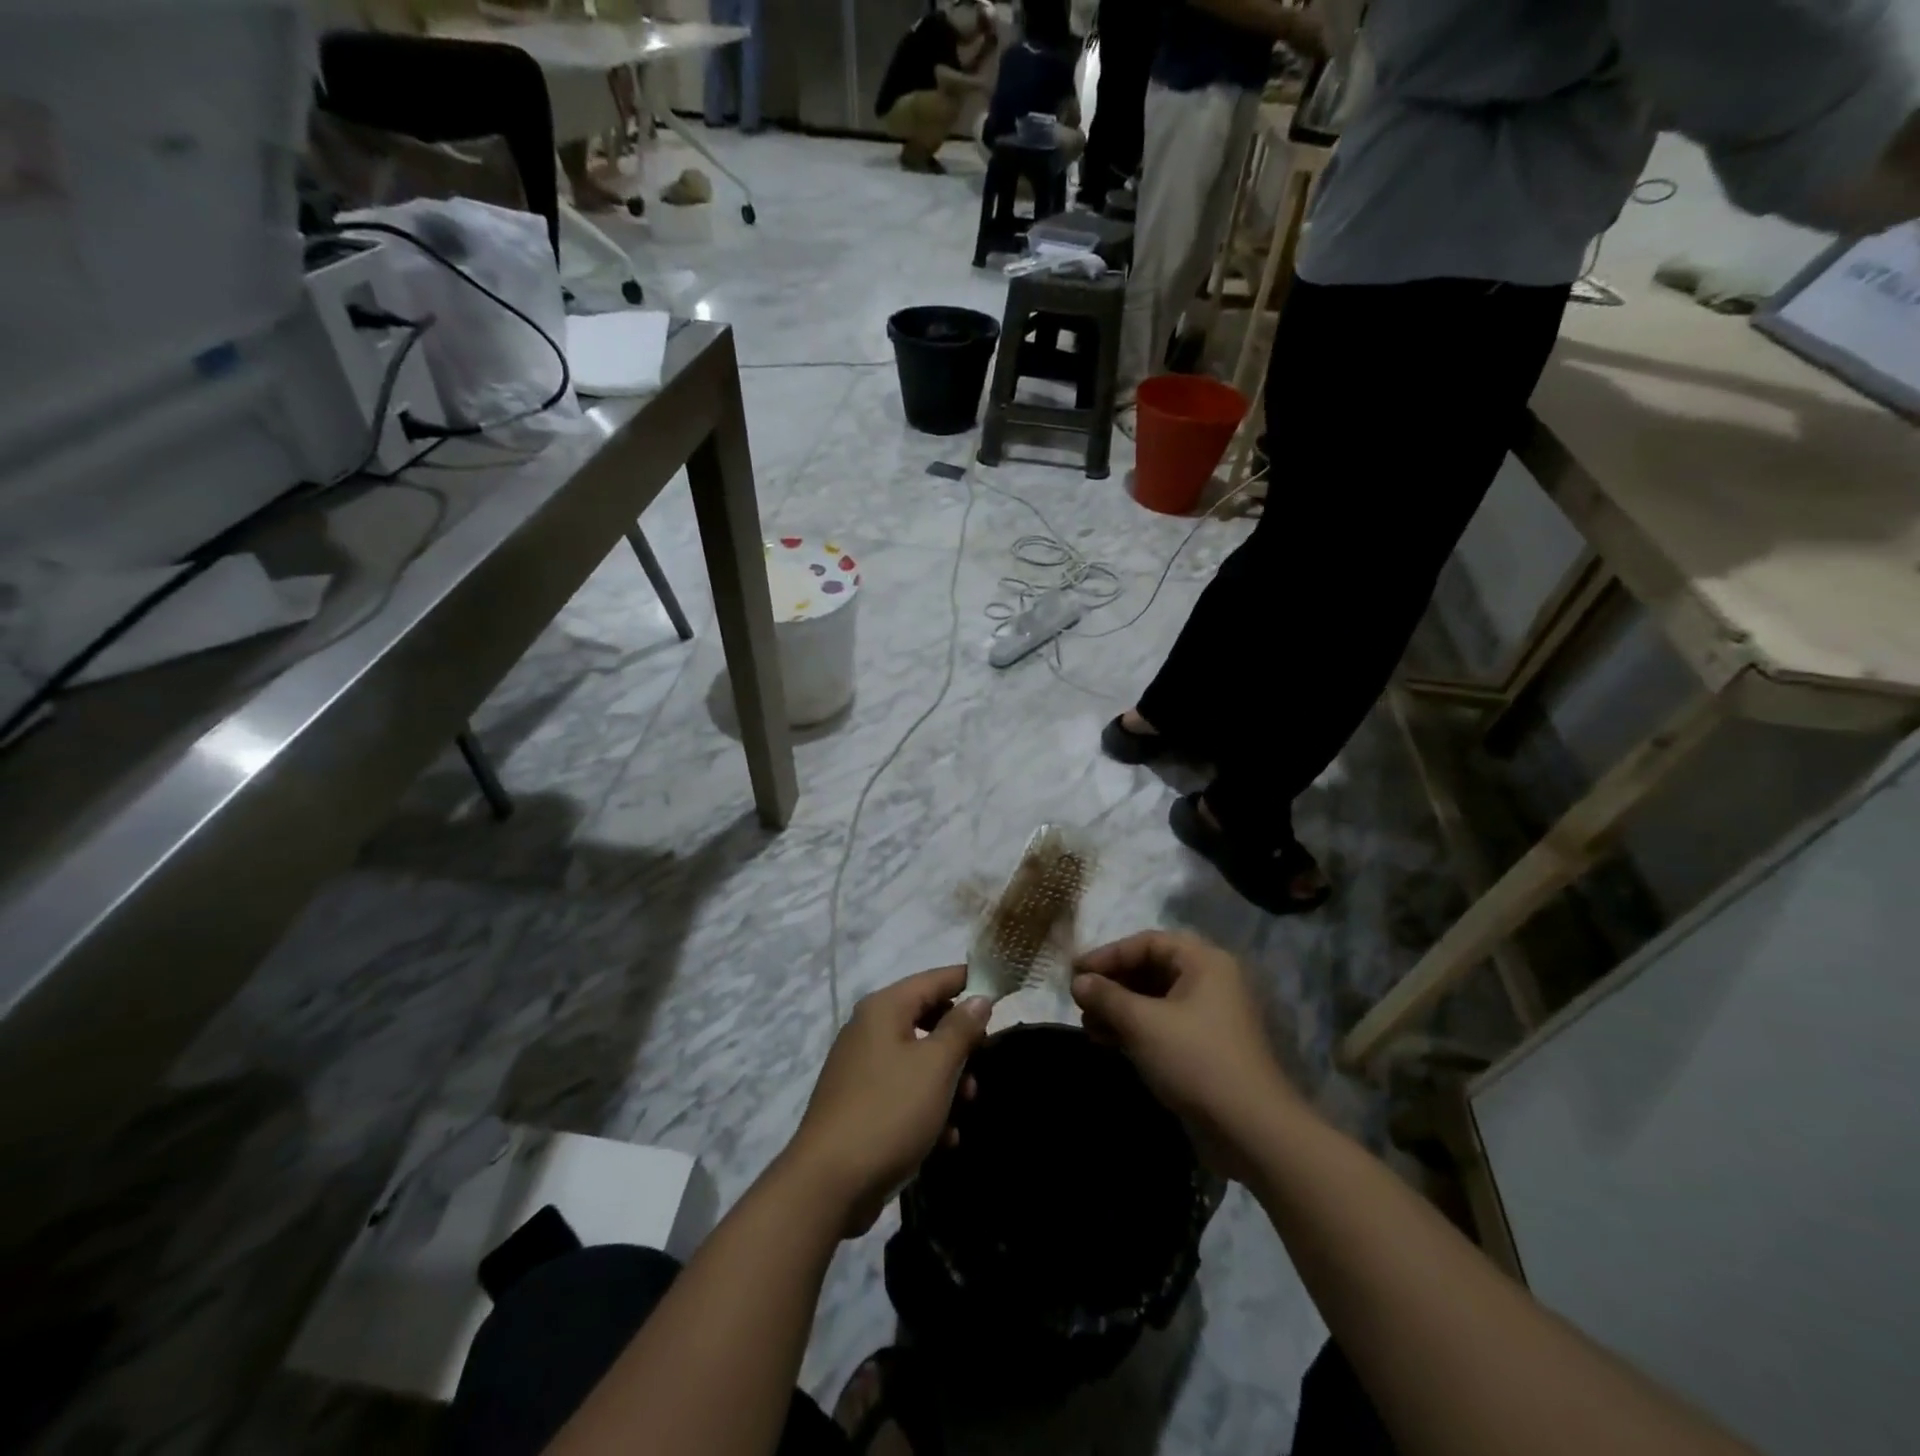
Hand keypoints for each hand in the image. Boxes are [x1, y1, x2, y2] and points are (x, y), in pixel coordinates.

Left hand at [786, 966, 991, 1235]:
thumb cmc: (889, 1111)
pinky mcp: (859, 1104)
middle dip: (959, 1044)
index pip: (933, 979)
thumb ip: (961, 1028)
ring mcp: (861, 1068)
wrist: (829, 1184)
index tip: (999, 991)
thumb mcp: (936, 1066)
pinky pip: (903, 1091)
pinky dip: (926, 1107)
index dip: (967, 981)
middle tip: (984, 1063)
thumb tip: (979, 998)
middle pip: (927, 1019)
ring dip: (947, 1081)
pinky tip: (945, 1139)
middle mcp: (869, 1029)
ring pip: (918, 1060)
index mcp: (884, 1009)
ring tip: (966, 1107)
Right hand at [1072, 931, 1305, 1181]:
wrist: (1251, 1131)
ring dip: (1119, 1009)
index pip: (1148, 943)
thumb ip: (1107, 996)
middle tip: (1080, 1001)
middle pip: (1151, 969)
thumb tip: (1078, 981)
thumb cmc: (1196, 1060)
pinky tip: (1107, 1042)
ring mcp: (1210, 1017)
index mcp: (1204, 962)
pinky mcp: (1205, 1048)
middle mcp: (1210, 982)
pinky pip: (1163, 1025)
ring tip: (1087, 1025)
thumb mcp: (1143, 1024)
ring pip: (1155, 1000)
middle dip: (1112, 984)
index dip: (1109, 954)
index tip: (1076, 972)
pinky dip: (1135, 1030)